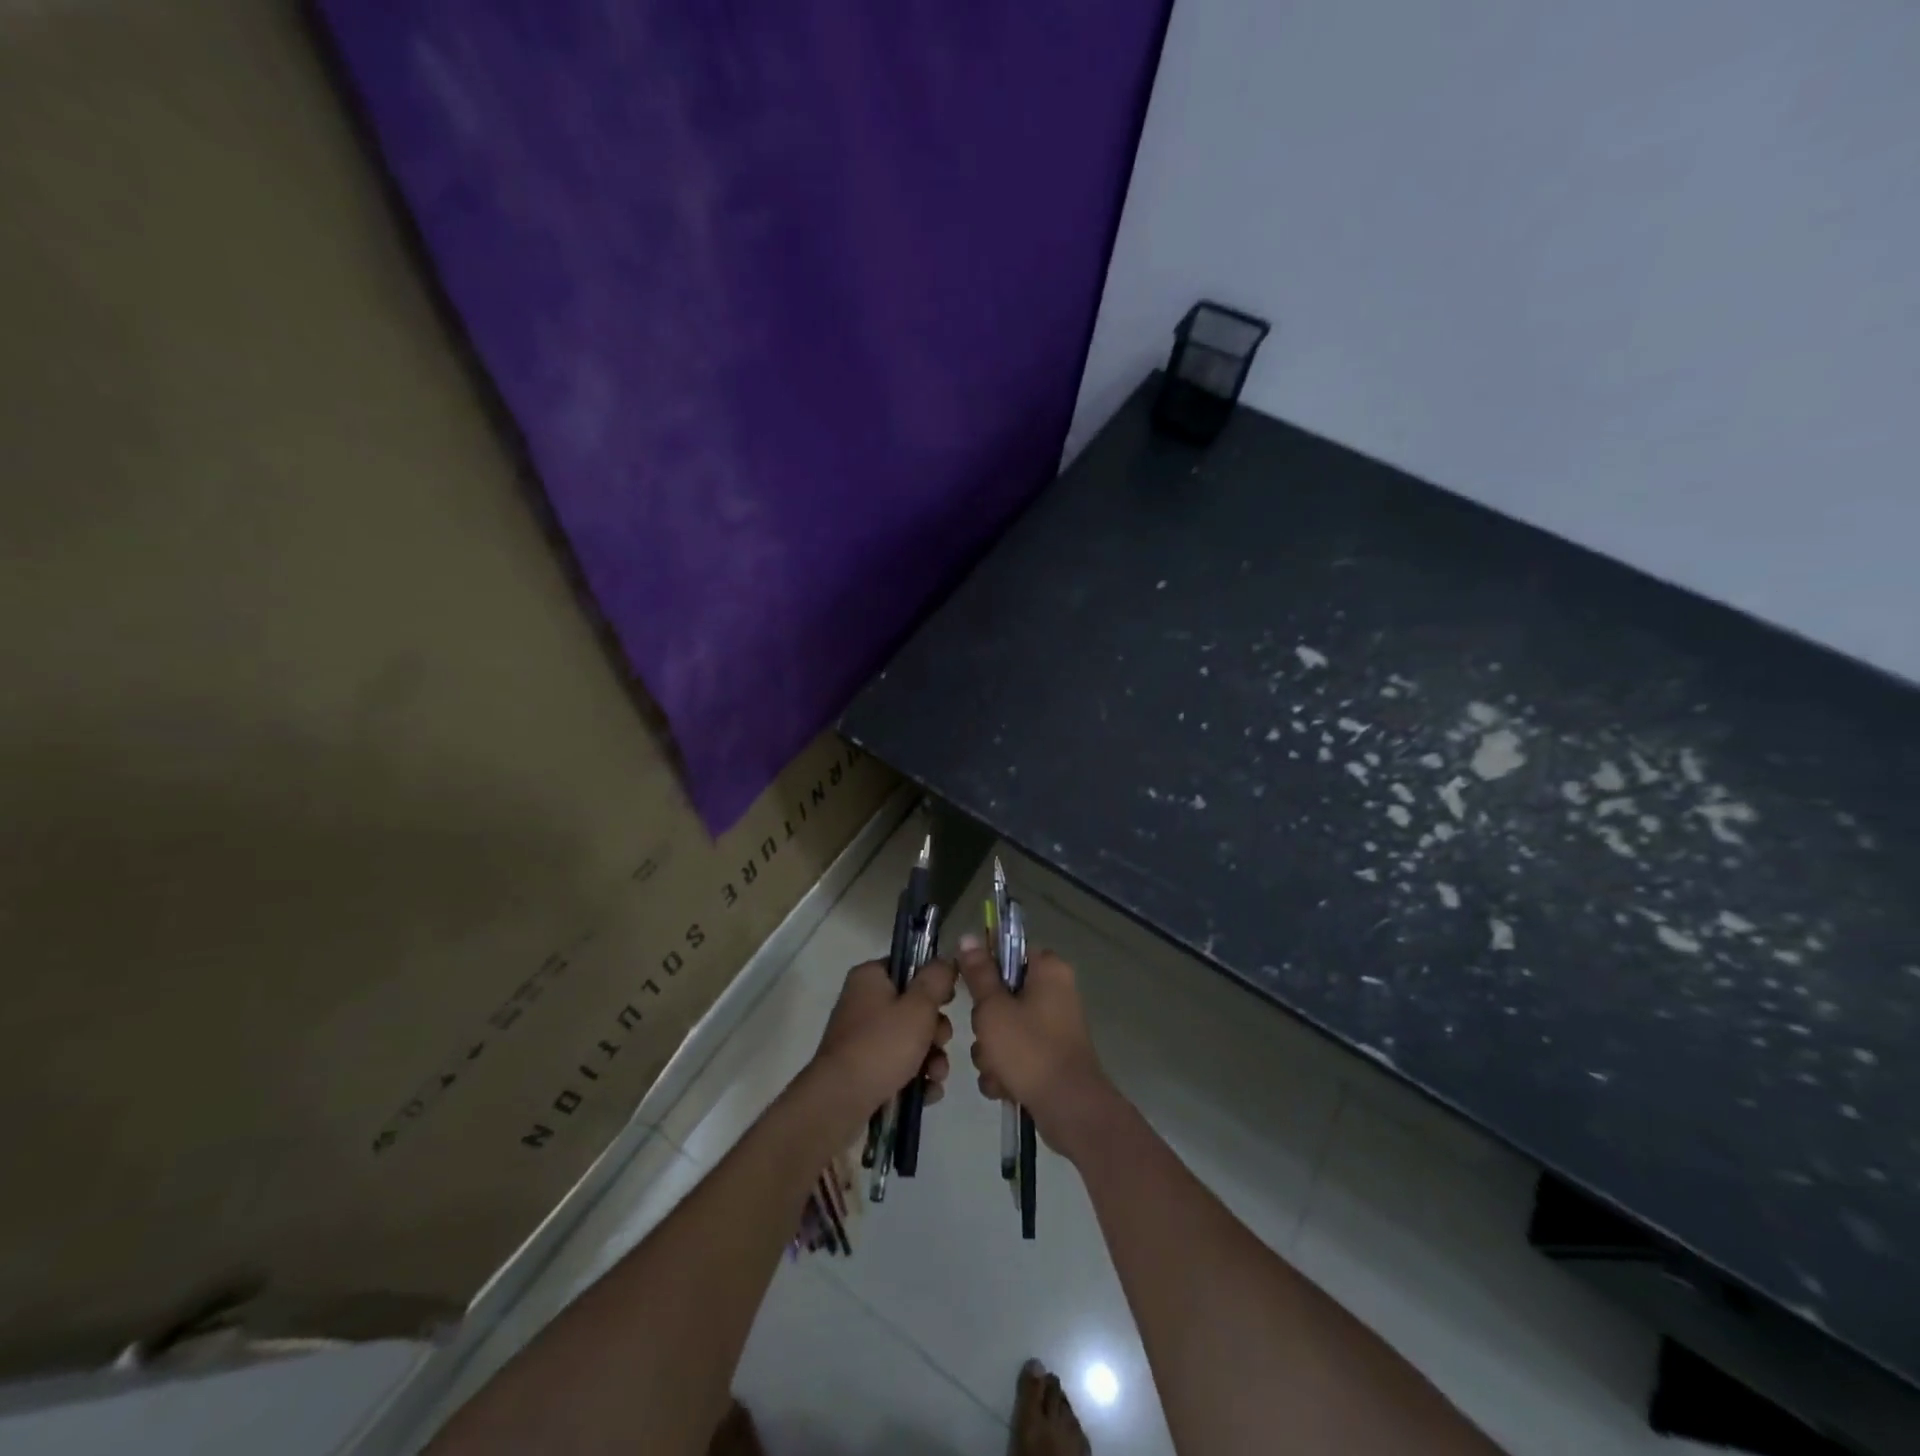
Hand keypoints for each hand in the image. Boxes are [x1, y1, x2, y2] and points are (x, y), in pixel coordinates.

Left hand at [812, 958, 955, 1120]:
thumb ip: (936, 980)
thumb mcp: (918, 1007)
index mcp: (870, 978)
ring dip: (931, 1057)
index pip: (908, 967)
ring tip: (936, 1075)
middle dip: (936, 1030)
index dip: (933, 982)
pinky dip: (916, 1077)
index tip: (949, 1000)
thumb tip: (945, 961)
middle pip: (913, 1007)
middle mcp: (863, 1003)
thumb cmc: (881, 1045)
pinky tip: (928, 1092)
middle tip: (940, 1042)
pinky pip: (899, 1065)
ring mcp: (862, 1038)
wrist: (840, 1102)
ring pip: (910, 1040)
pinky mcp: (864, 1068)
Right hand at [955, 935, 1117, 1161]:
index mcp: (1048, 970)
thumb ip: (979, 974)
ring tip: (997, 1069)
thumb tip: (967, 937)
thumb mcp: (994, 1009)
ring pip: (1004, 1027)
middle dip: (986, 1022)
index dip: (985, 968)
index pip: (1009, 951)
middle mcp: (1055, 992)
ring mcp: (1053, 1026)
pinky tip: (1004, 1086)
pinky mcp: (1049, 1055)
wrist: (1069, 1109)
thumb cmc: (1030, 1050)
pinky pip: (1015, 1053)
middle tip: (987, 1035)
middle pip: (1002, 993)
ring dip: (991, 1051)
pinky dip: (1005, 1070)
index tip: (970, 988)